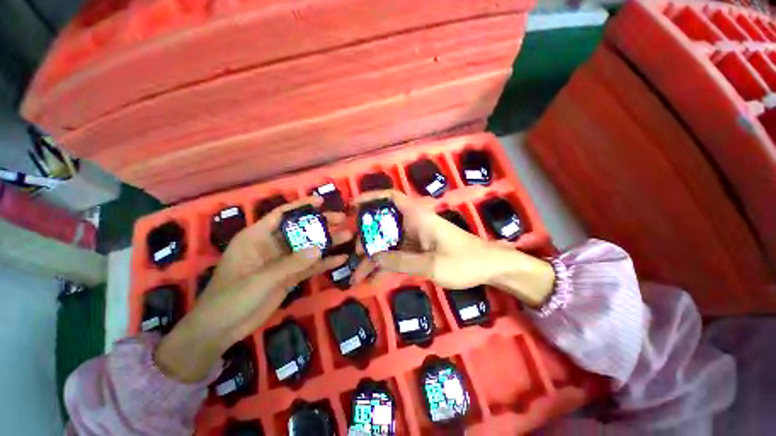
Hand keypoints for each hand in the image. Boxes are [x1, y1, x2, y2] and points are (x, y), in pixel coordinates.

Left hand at [155, 197, 351, 382]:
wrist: (221, 330)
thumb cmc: (231, 297)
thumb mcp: (260, 278)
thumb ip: (291, 263)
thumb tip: (320, 249)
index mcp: (257, 237)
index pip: (281, 214)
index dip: (301, 206)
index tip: (321, 201)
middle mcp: (271, 246)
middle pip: (300, 230)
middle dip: (320, 224)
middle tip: (341, 219)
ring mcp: (282, 262)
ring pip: (308, 248)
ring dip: (327, 243)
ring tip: (348, 236)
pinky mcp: (290, 276)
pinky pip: (309, 266)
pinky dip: (324, 263)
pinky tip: (340, 259)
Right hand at [351, 190, 554, 303]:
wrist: (488, 267)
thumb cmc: (464, 261)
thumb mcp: (432, 264)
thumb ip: (401, 261)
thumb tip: (373, 257)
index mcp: (417, 216)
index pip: (390, 197)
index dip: (370, 197)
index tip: (352, 207)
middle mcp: (413, 223)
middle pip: (383, 224)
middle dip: (366, 238)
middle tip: (354, 255)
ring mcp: (414, 237)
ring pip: (387, 242)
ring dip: (373, 257)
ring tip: (357, 275)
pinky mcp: (417, 250)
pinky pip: (396, 254)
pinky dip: (385, 265)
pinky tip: (373, 278)